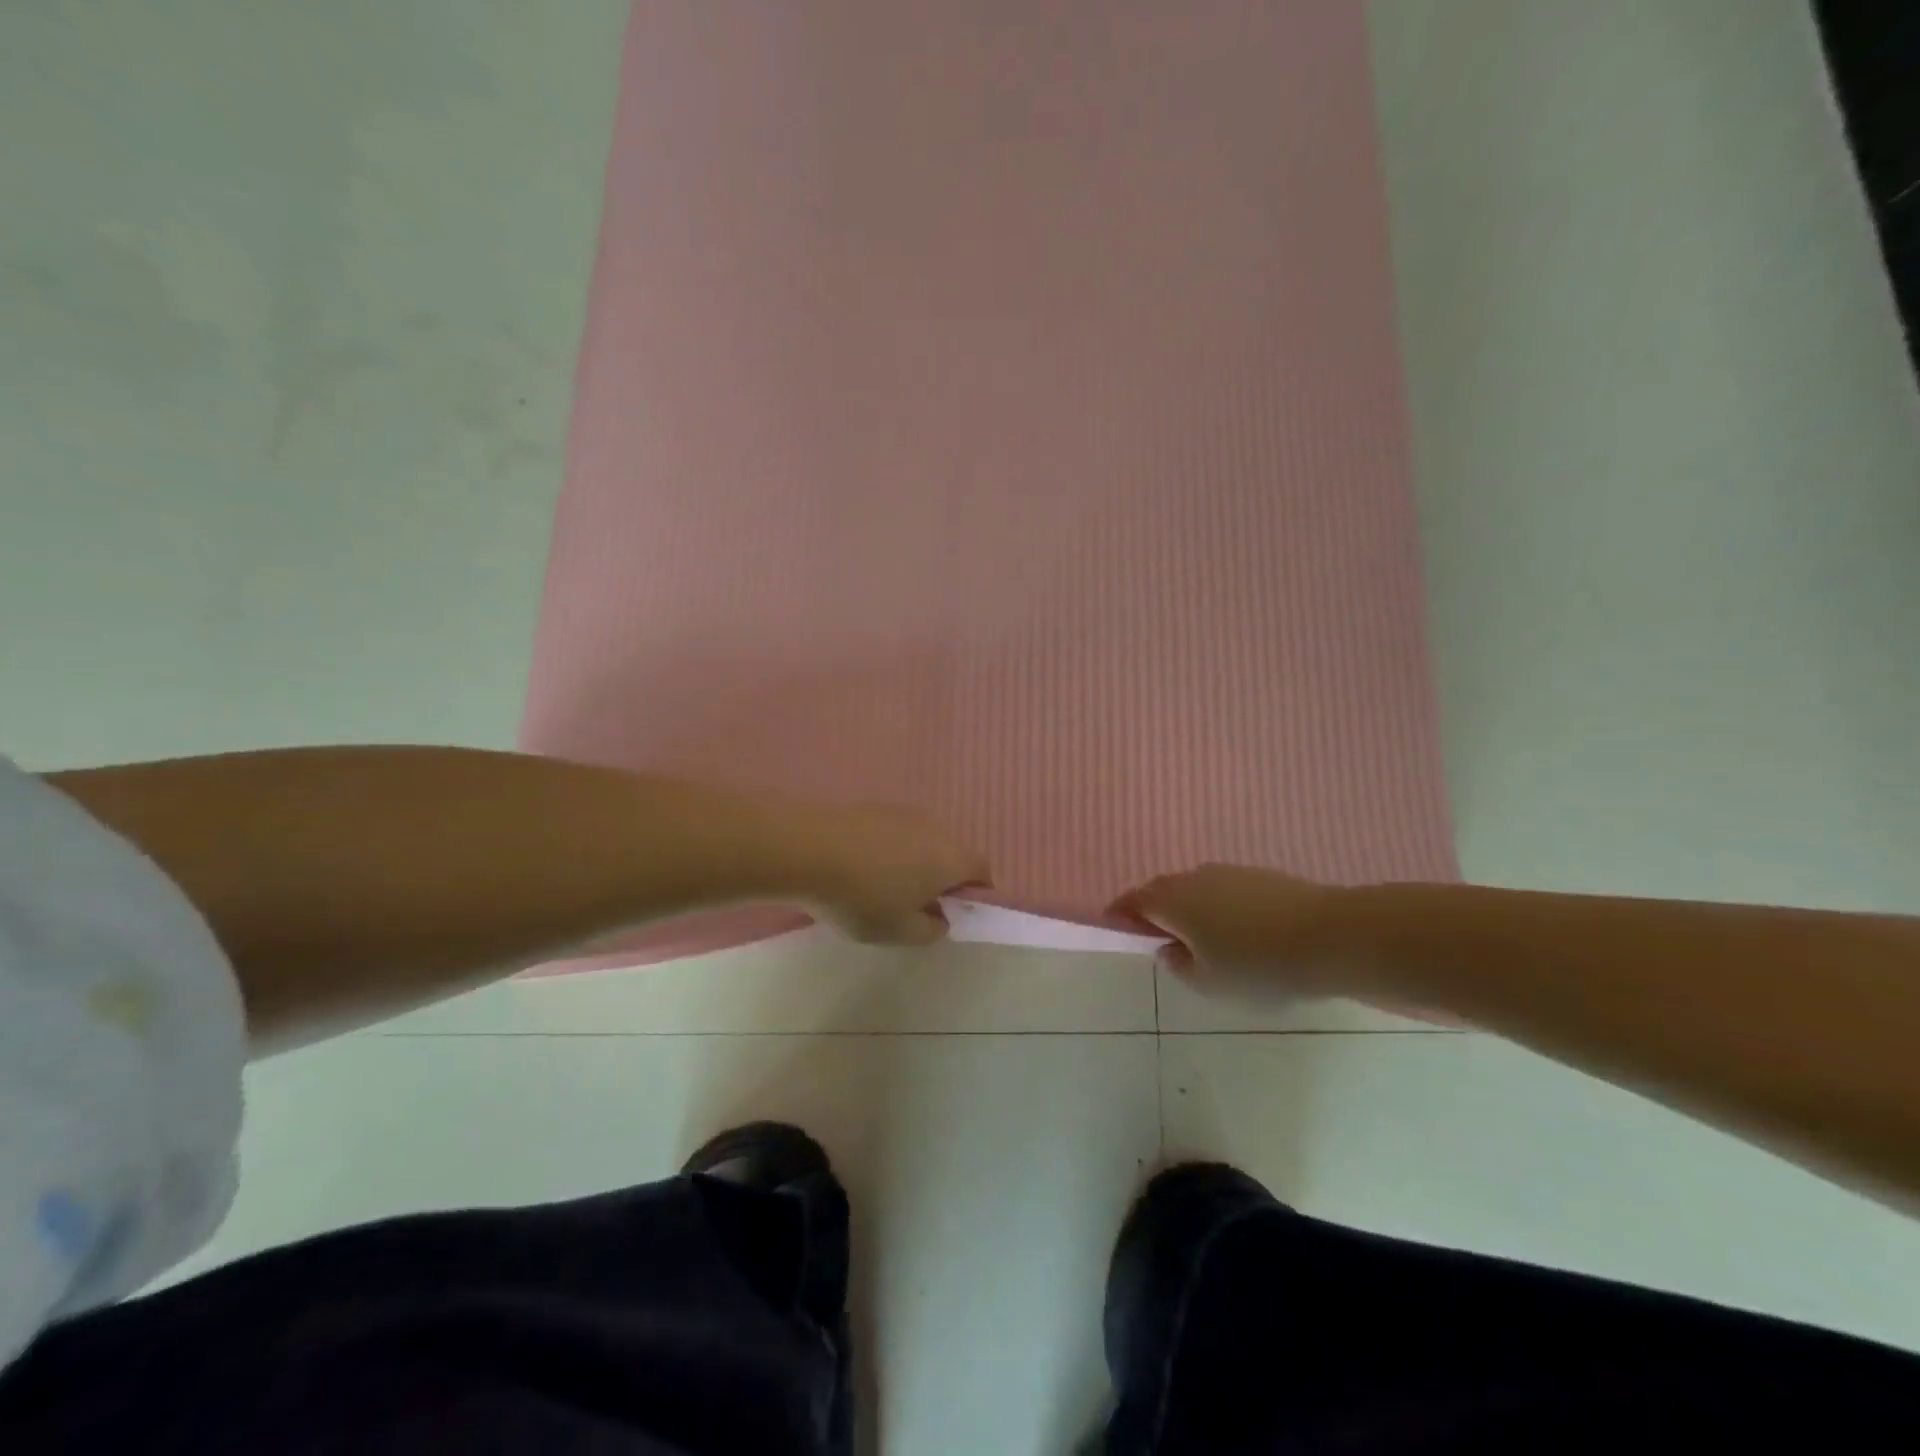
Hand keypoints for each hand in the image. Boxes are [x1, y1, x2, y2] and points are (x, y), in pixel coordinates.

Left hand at [796, 804, 988, 945]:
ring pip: (923, 841)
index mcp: (951, 858)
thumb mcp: (899, 932)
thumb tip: (942, 918)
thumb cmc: (862, 897)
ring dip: (914, 862)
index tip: (952, 913)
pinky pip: (895, 832)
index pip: (982, 872)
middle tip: (917, 905)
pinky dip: (888, 849)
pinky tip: (860, 868)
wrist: (806, 849)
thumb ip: (931, 930)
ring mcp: (904, 812)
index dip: (975, 894)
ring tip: (883, 887)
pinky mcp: (874, 807)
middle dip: (942, 878)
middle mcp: (936, 828)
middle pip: (952, 853)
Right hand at [1111, 863, 1344, 996]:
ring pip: (1195, 889)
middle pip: (1162, 891)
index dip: (1120, 915)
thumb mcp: (1208, 982)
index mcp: (1172, 900)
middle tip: (1158, 938)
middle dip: (1154, 911)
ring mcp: (1229, 872)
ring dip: (1189, 908)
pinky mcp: (1260, 876)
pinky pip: (1223, 890)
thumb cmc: (1257, 965)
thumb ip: (1178, 965)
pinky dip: (1218, 907)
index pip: (1133, 902)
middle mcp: (1194, 877)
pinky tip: (1237, 932)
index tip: (1114, 928)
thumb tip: (1168, 948)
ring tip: (1201, 940)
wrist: (1330, 937)